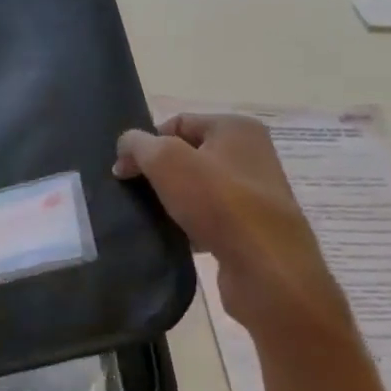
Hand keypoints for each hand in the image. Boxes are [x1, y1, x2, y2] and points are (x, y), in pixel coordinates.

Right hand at [114, 114, 343, 331]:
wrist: (266, 268)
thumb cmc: (218, 203)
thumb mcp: (166, 161)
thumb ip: (138, 145)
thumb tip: (126, 146)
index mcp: (236, 128)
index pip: (176, 123)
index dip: (146, 144)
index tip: (125, 172)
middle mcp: (250, 153)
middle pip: (186, 155)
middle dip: (157, 173)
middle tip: (135, 193)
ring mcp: (254, 191)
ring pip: (196, 187)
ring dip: (171, 200)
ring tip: (153, 216)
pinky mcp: (251, 225)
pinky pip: (209, 216)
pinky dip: (189, 224)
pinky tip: (176, 236)